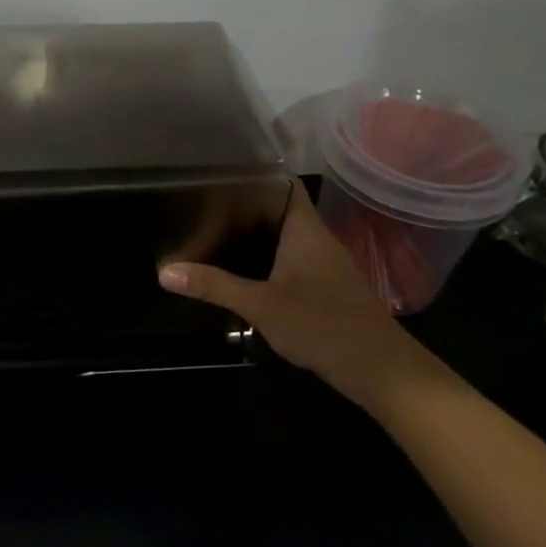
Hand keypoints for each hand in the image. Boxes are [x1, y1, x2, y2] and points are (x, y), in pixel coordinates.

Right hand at [158, 182, 440, 416]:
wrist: (380, 370)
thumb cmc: (323, 325)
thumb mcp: (261, 306)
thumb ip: (215, 286)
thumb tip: (165, 272)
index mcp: (306, 230)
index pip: (283, 184)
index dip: (254, 176)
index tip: (216, 178)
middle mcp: (317, 240)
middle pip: (279, 211)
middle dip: (243, 210)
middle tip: (202, 209)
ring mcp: (324, 266)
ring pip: (284, 239)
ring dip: (254, 238)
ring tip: (212, 236)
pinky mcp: (326, 289)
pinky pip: (290, 262)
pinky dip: (266, 262)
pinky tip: (241, 274)